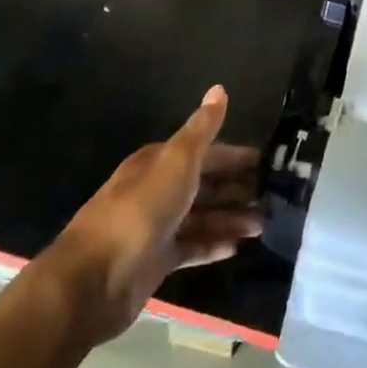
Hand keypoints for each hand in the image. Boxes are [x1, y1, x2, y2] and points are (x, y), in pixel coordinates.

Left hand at [56, 86, 261, 345]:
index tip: (266, 163)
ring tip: (263, 226)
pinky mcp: (155, 261)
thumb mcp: (177, 162)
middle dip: (237, 189)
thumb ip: (202, 129)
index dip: (235, 156)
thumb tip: (219, 88)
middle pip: (204, 185)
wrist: (93, 279)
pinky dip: (213, 245)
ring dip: (231, 219)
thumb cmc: (140, 211)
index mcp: (160, 162)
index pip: (205, 152)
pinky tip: (237, 248)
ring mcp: (156, 227)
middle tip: (273, 197)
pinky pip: (192, 248)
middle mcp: (157, 190)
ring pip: (201, 217)